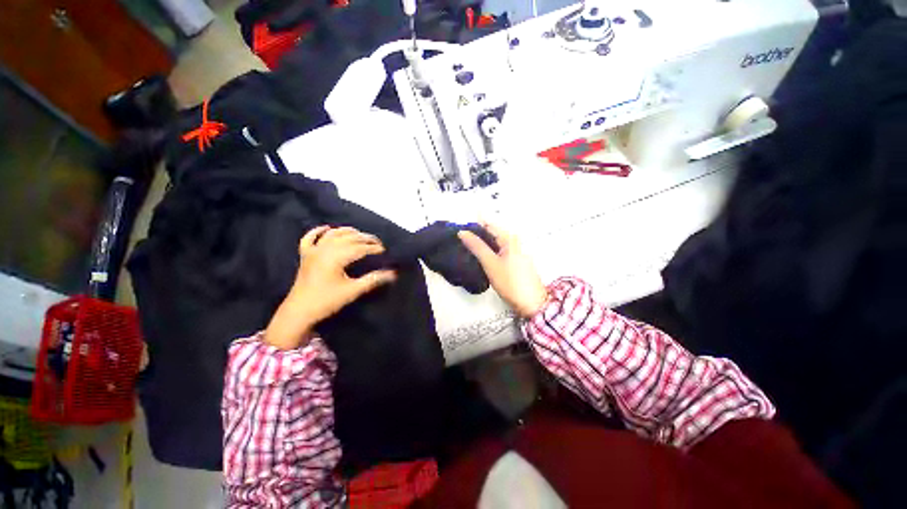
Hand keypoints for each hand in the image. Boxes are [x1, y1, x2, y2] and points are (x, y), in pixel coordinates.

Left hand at [265, 226, 396, 349]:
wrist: (299, 312)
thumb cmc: (327, 301)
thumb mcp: (353, 290)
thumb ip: (373, 280)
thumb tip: (392, 274)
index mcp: (335, 257)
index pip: (359, 248)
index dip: (372, 248)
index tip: (384, 250)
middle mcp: (324, 250)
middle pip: (348, 238)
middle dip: (364, 238)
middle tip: (377, 242)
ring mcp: (312, 251)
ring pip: (332, 234)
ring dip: (347, 231)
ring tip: (360, 234)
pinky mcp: (305, 256)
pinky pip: (309, 238)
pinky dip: (318, 231)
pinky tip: (327, 228)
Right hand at [458, 222, 547, 317]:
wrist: (532, 303)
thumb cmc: (510, 282)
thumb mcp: (490, 263)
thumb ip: (477, 247)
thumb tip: (463, 232)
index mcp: (509, 238)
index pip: (489, 224)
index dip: (474, 224)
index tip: (459, 228)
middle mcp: (514, 242)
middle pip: (492, 233)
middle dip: (476, 234)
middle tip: (459, 239)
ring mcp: (515, 253)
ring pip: (494, 243)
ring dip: (481, 244)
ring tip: (465, 247)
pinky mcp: (514, 262)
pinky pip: (498, 252)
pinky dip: (488, 252)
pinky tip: (479, 258)